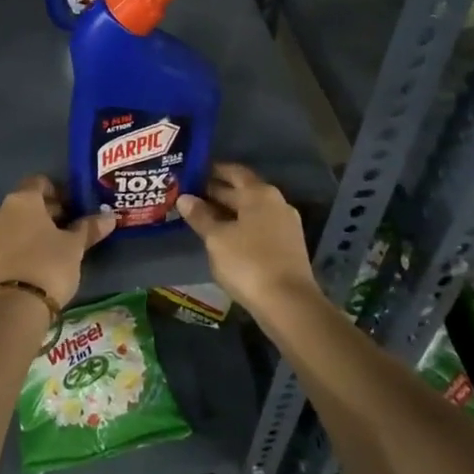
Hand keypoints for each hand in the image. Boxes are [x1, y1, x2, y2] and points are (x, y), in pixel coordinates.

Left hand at [0, 175, 114, 309]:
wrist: (13, 308)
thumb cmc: (49, 265)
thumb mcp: (74, 247)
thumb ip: (89, 228)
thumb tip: (110, 217)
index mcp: (22, 200)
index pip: (39, 182)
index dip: (58, 192)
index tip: (73, 207)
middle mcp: (0, 210)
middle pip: (26, 203)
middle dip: (46, 212)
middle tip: (67, 229)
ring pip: (13, 223)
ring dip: (31, 230)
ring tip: (52, 248)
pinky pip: (4, 243)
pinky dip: (18, 246)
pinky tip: (34, 263)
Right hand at [176, 163, 319, 314]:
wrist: (288, 303)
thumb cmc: (248, 262)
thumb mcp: (216, 238)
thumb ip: (200, 216)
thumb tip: (184, 198)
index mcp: (259, 193)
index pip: (233, 171)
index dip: (213, 170)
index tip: (192, 172)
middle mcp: (275, 202)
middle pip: (242, 191)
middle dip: (217, 192)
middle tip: (189, 195)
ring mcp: (284, 225)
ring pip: (250, 211)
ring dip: (227, 211)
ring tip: (201, 216)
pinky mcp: (287, 246)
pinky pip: (258, 227)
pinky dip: (239, 227)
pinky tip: (222, 237)